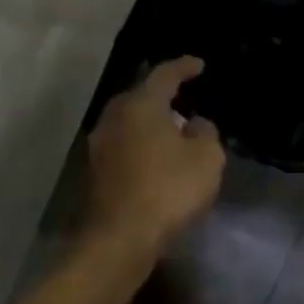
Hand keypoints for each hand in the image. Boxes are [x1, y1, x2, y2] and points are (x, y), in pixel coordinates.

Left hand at [86, 57, 225, 256]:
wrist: (121, 238)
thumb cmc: (168, 190)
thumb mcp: (207, 158)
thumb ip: (205, 132)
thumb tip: (193, 125)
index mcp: (141, 104)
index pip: (164, 74)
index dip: (184, 67)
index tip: (199, 65)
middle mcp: (114, 117)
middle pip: (140, 96)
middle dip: (163, 95)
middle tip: (185, 99)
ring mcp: (99, 144)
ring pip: (129, 121)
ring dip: (151, 122)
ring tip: (173, 130)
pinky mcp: (95, 171)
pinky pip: (124, 144)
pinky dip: (142, 144)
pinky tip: (157, 158)